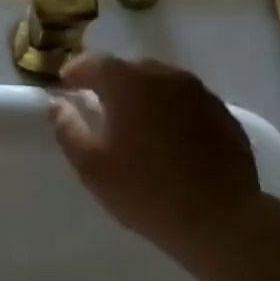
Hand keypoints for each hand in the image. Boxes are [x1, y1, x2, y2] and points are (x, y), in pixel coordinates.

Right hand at [47, 54, 260, 257]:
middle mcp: (167, 77)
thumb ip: (68, 129)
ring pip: (161, 82)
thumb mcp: (92, 166)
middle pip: (131, 68)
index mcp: (131, 85)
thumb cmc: (145, 191)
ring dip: (142, 94)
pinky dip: (169, 109)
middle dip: (110, 81)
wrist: (218, 218)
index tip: (65, 84)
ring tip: (132, 120)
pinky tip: (167, 136)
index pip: (96, 63)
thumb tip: (57, 104)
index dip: (76, 70)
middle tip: (97, 103)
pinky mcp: (222, 113)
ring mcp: (200, 93)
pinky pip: (185, 101)